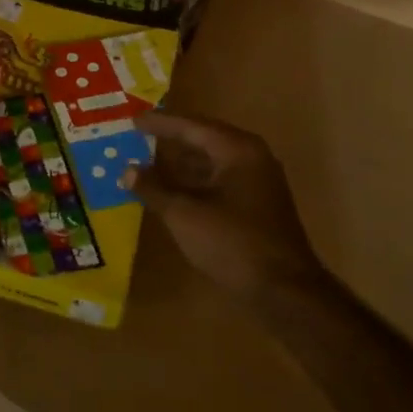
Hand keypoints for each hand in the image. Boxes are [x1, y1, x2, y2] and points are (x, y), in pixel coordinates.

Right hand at [126, 112, 322, 299]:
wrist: (285, 292)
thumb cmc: (232, 243)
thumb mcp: (184, 214)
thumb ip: (154, 188)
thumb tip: (127, 170)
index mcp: (237, 150)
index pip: (191, 126)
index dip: (160, 123)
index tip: (132, 120)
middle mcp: (251, 158)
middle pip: (203, 139)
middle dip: (170, 140)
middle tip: (138, 136)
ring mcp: (257, 182)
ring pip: (211, 162)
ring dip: (181, 163)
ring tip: (147, 162)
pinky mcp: (257, 205)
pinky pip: (219, 181)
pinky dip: (194, 182)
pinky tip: (171, 191)